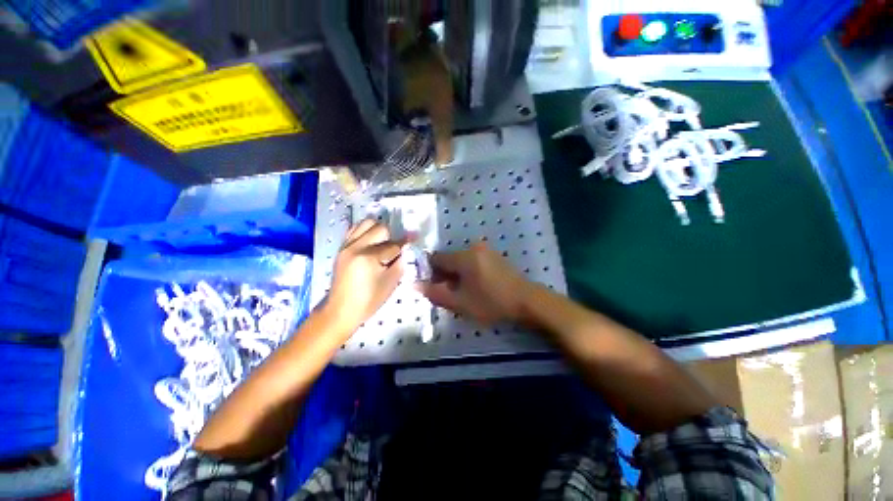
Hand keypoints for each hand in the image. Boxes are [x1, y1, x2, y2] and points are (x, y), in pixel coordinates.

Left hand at [324, 219, 405, 335]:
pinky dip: (365, 231)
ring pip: (366, 223)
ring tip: (382, 242)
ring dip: (377, 230)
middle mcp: (356, 246)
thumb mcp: (391, 283)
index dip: (405, 244)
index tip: (414, 239)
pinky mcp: (341, 248)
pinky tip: (371, 241)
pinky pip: (354, 229)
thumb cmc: (369, 300)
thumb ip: (400, 262)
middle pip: (379, 228)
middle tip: (394, 248)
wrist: (341, 310)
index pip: (393, 245)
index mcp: (369, 257)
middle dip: (391, 237)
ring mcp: (346, 245)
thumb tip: (406, 247)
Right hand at [418, 242, 533, 325]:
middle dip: (444, 275)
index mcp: (463, 256)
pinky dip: (468, 272)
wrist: (526, 300)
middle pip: (449, 259)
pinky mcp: (493, 256)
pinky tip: (475, 286)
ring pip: (461, 261)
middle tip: (448, 293)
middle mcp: (473, 248)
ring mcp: (485, 251)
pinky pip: (472, 261)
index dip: (430, 272)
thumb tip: (416, 286)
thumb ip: (436, 294)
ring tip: (463, 292)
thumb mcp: (460, 303)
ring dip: (456, 275)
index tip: (433, 287)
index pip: (436, 258)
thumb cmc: (491, 302)